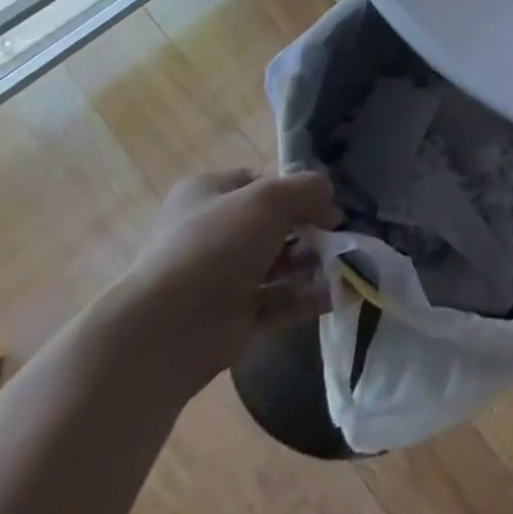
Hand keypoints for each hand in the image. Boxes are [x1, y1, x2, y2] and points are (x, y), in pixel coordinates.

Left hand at [118, 169, 340, 392]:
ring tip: (347, 262)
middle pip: (275, 223)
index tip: (324, 200)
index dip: (296, 187)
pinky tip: (340, 292)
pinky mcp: (233, 318)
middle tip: (339, 234)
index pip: (262, 181)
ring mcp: (221, 278)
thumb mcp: (271, 197)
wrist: (166, 332)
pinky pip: (280, 301)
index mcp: (208, 194)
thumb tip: (331, 207)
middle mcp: (212, 233)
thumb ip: (310, 189)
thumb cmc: (216, 245)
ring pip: (279, 263)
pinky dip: (308, 296)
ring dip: (314, 261)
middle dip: (310, 228)